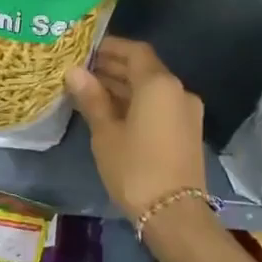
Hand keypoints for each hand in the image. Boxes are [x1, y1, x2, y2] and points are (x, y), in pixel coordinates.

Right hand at [65, 38, 207, 221]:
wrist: (174, 214)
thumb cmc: (135, 168)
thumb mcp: (106, 133)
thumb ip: (92, 98)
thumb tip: (74, 71)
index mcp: (159, 84)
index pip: (135, 51)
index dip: (110, 47)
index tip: (85, 49)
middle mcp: (178, 91)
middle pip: (144, 69)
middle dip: (114, 67)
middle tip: (82, 70)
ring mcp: (186, 112)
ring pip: (152, 89)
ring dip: (124, 86)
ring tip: (90, 90)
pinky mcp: (187, 131)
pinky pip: (159, 106)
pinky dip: (137, 103)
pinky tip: (112, 111)